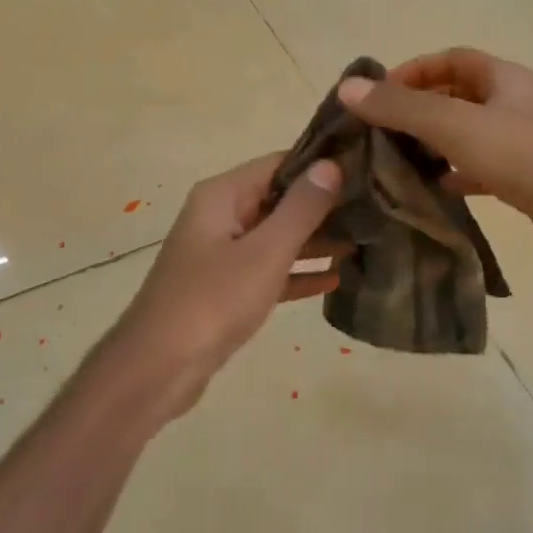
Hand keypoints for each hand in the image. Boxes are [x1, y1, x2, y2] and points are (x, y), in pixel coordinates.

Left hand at [103, 153, 343, 418]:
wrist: (158, 368)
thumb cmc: (213, 301)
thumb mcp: (265, 252)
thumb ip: (300, 208)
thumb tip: (331, 164)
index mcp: (222, 196)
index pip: (278, 163)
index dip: (320, 164)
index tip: (365, 167)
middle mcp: (220, 216)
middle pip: (278, 199)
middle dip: (323, 205)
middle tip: (374, 207)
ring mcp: (221, 253)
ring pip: (276, 237)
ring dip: (315, 240)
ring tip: (365, 241)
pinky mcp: (225, 289)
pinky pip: (268, 271)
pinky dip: (296, 273)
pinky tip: (335, 280)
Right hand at [337, 47, 532, 276]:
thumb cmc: (525, 157)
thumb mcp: (455, 125)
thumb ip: (402, 107)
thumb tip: (348, 87)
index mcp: (504, 79)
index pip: (451, 59)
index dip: (413, 70)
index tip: (378, 95)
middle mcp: (514, 105)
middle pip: (457, 96)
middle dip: (418, 109)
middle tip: (380, 131)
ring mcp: (523, 145)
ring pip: (467, 136)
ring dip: (433, 144)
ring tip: (396, 161)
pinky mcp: (526, 182)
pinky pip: (479, 171)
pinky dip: (454, 176)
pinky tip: (432, 191)